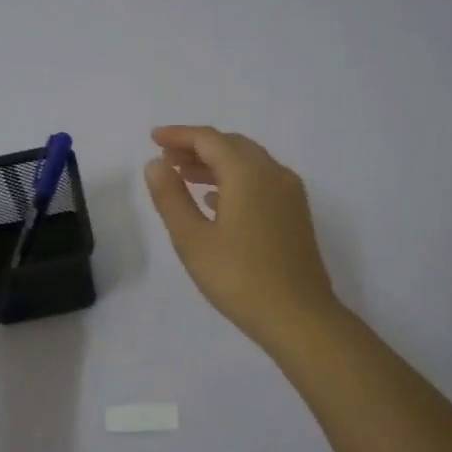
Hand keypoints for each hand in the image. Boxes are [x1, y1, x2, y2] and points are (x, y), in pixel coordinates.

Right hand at [143, 125, 342, 349]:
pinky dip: (234, 181)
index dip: (179, 135)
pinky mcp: (295, 214)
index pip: (209, 139)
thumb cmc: (239, 278)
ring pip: (248, 163)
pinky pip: (261, 182)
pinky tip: (215, 201)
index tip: (153, 138)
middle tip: (165, 158)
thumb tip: (156, 164)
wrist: (299, 316)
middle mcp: (273, 173)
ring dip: (215, 164)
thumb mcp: (192, 239)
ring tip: (183, 176)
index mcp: (247, 173)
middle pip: (231, 145)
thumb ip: (171, 197)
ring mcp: (289, 194)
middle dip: (197, 147)